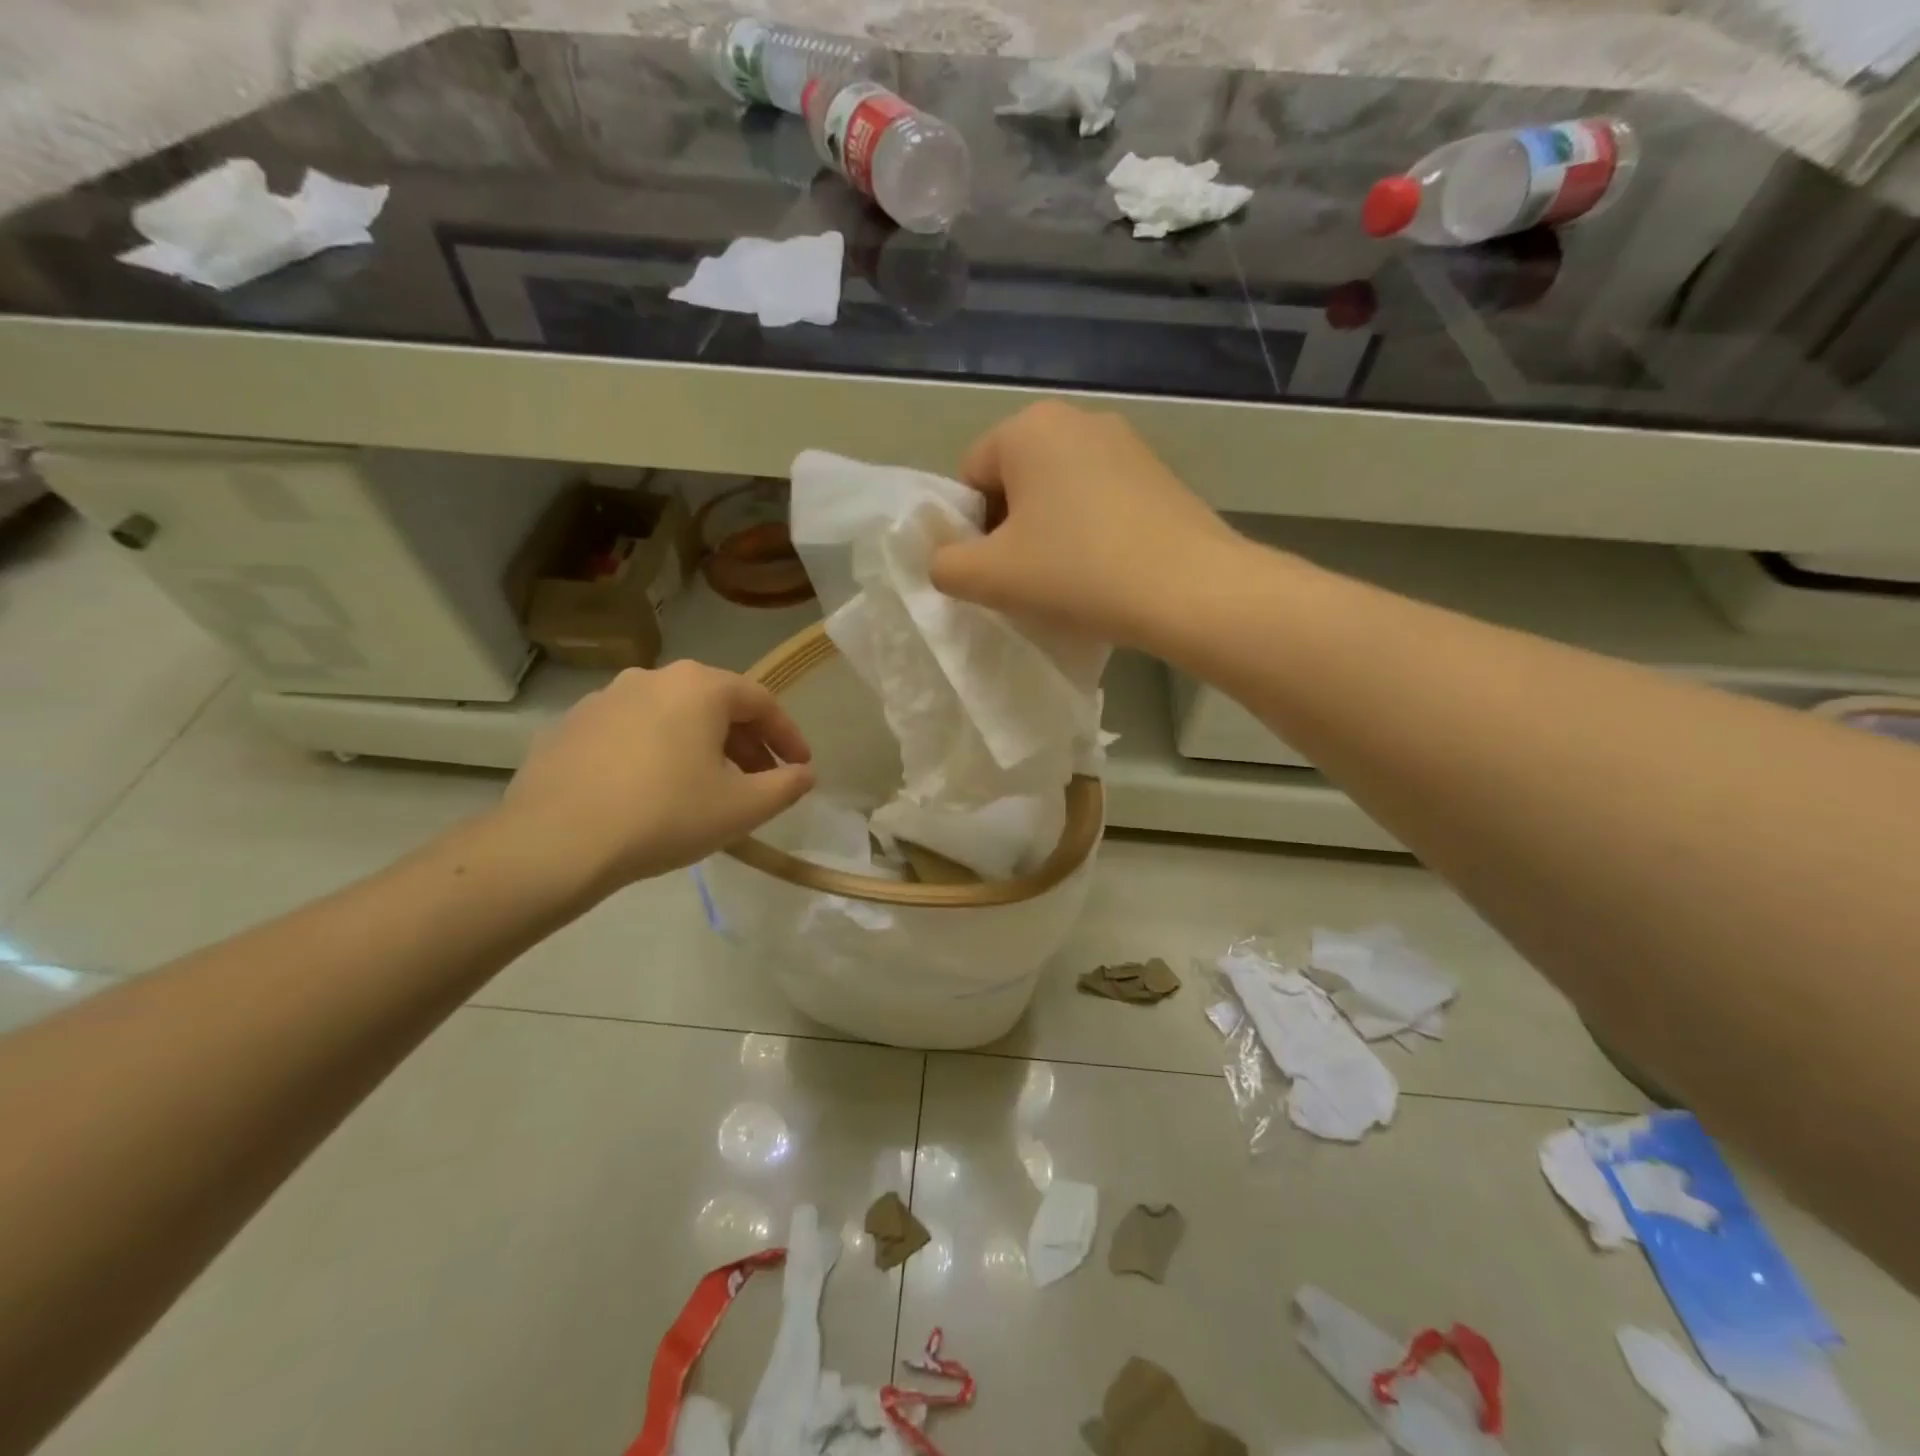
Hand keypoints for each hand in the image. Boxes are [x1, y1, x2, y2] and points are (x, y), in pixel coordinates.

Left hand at [500, 662, 813, 895]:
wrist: (556, 842)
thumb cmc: (665, 815)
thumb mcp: (741, 808)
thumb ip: (785, 786)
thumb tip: (804, 774)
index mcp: (699, 686)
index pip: (761, 702)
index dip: (787, 736)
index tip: (801, 767)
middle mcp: (653, 677)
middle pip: (715, 704)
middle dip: (745, 742)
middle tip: (760, 780)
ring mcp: (605, 698)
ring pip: (671, 716)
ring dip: (700, 746)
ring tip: (708, 786)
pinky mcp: (570, 725)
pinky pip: (631, 732)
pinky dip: (655, 752)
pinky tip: (653, 790)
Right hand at [929, 401, 1244, 648]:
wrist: (1189, 590)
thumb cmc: (1077, 573)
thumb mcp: (989, 577)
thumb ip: (945, 565)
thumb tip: (947, 561)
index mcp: (1029, 427)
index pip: (970, 477)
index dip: (971, 530)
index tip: (995, 571)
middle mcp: (1078, 419)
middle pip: (1015, 481)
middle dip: (1011, 529)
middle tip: (1028, 579)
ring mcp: (1127, 443)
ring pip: (1059, 493)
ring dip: (1050, 533)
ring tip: (1070, 580)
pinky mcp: (1159, 474)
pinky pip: (1100, 501)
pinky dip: (1090, 532)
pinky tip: (1106, 571)